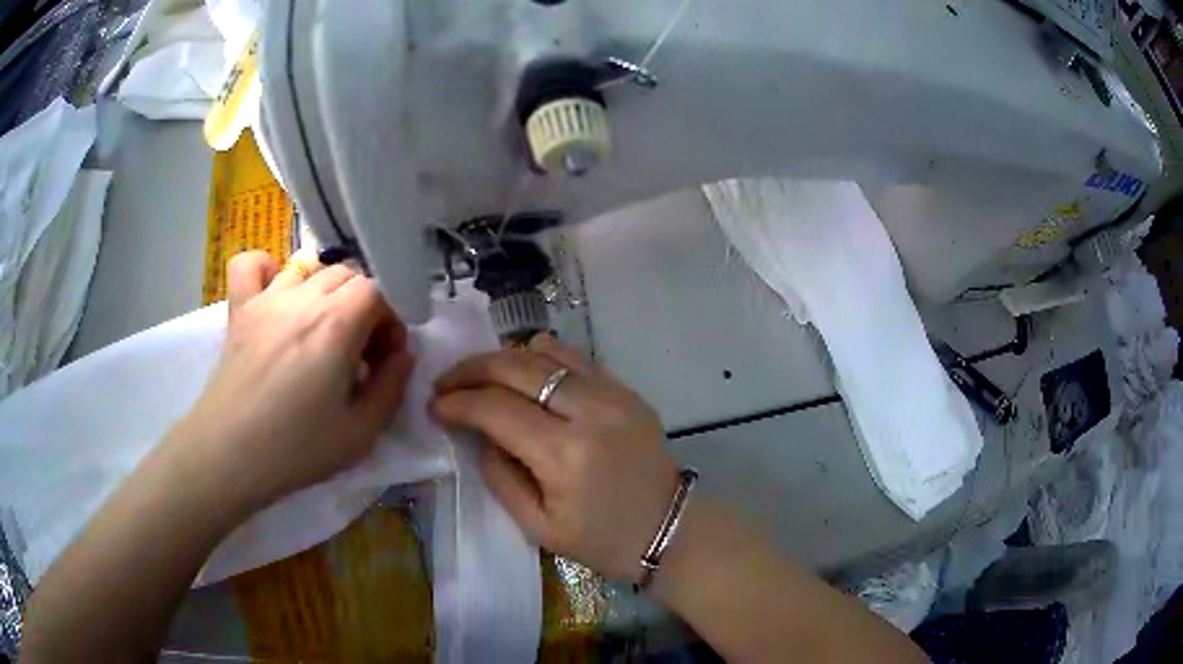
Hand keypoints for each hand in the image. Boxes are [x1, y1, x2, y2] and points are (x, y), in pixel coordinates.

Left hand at [175, 251, 413, 508]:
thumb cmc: (297, 449)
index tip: (385, 357)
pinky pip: (252, 264)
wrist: (229, 455)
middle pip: (347, 275)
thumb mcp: (362, 433)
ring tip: (321, 329)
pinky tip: (275, 297)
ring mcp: (266, 299)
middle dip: (364, 306)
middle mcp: (303, 298)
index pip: (379, 290)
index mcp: (337, 324)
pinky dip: (267, 269)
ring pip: (308, 267)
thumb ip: (392, 387)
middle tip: (358, 352)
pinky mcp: (239, 309)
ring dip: (325, 291)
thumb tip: (401, 355)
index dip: (391, 320)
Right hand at [431, 334, 678, 581]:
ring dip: (503, 359)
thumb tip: (477, 432)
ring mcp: (613, 394)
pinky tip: (523, 370)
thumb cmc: (601, 541)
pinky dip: (541, 357)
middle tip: (446, 382)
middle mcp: (590, 411)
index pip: (495, 409)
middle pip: (516, 368)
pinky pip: (575, 358)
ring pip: (545, 353)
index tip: (435, 406)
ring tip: (479, 376)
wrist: (669, 529)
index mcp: (565, 455)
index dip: (457, 403)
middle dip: (471, 370)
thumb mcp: (537, 525)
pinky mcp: (626, 390)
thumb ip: (499, 474)